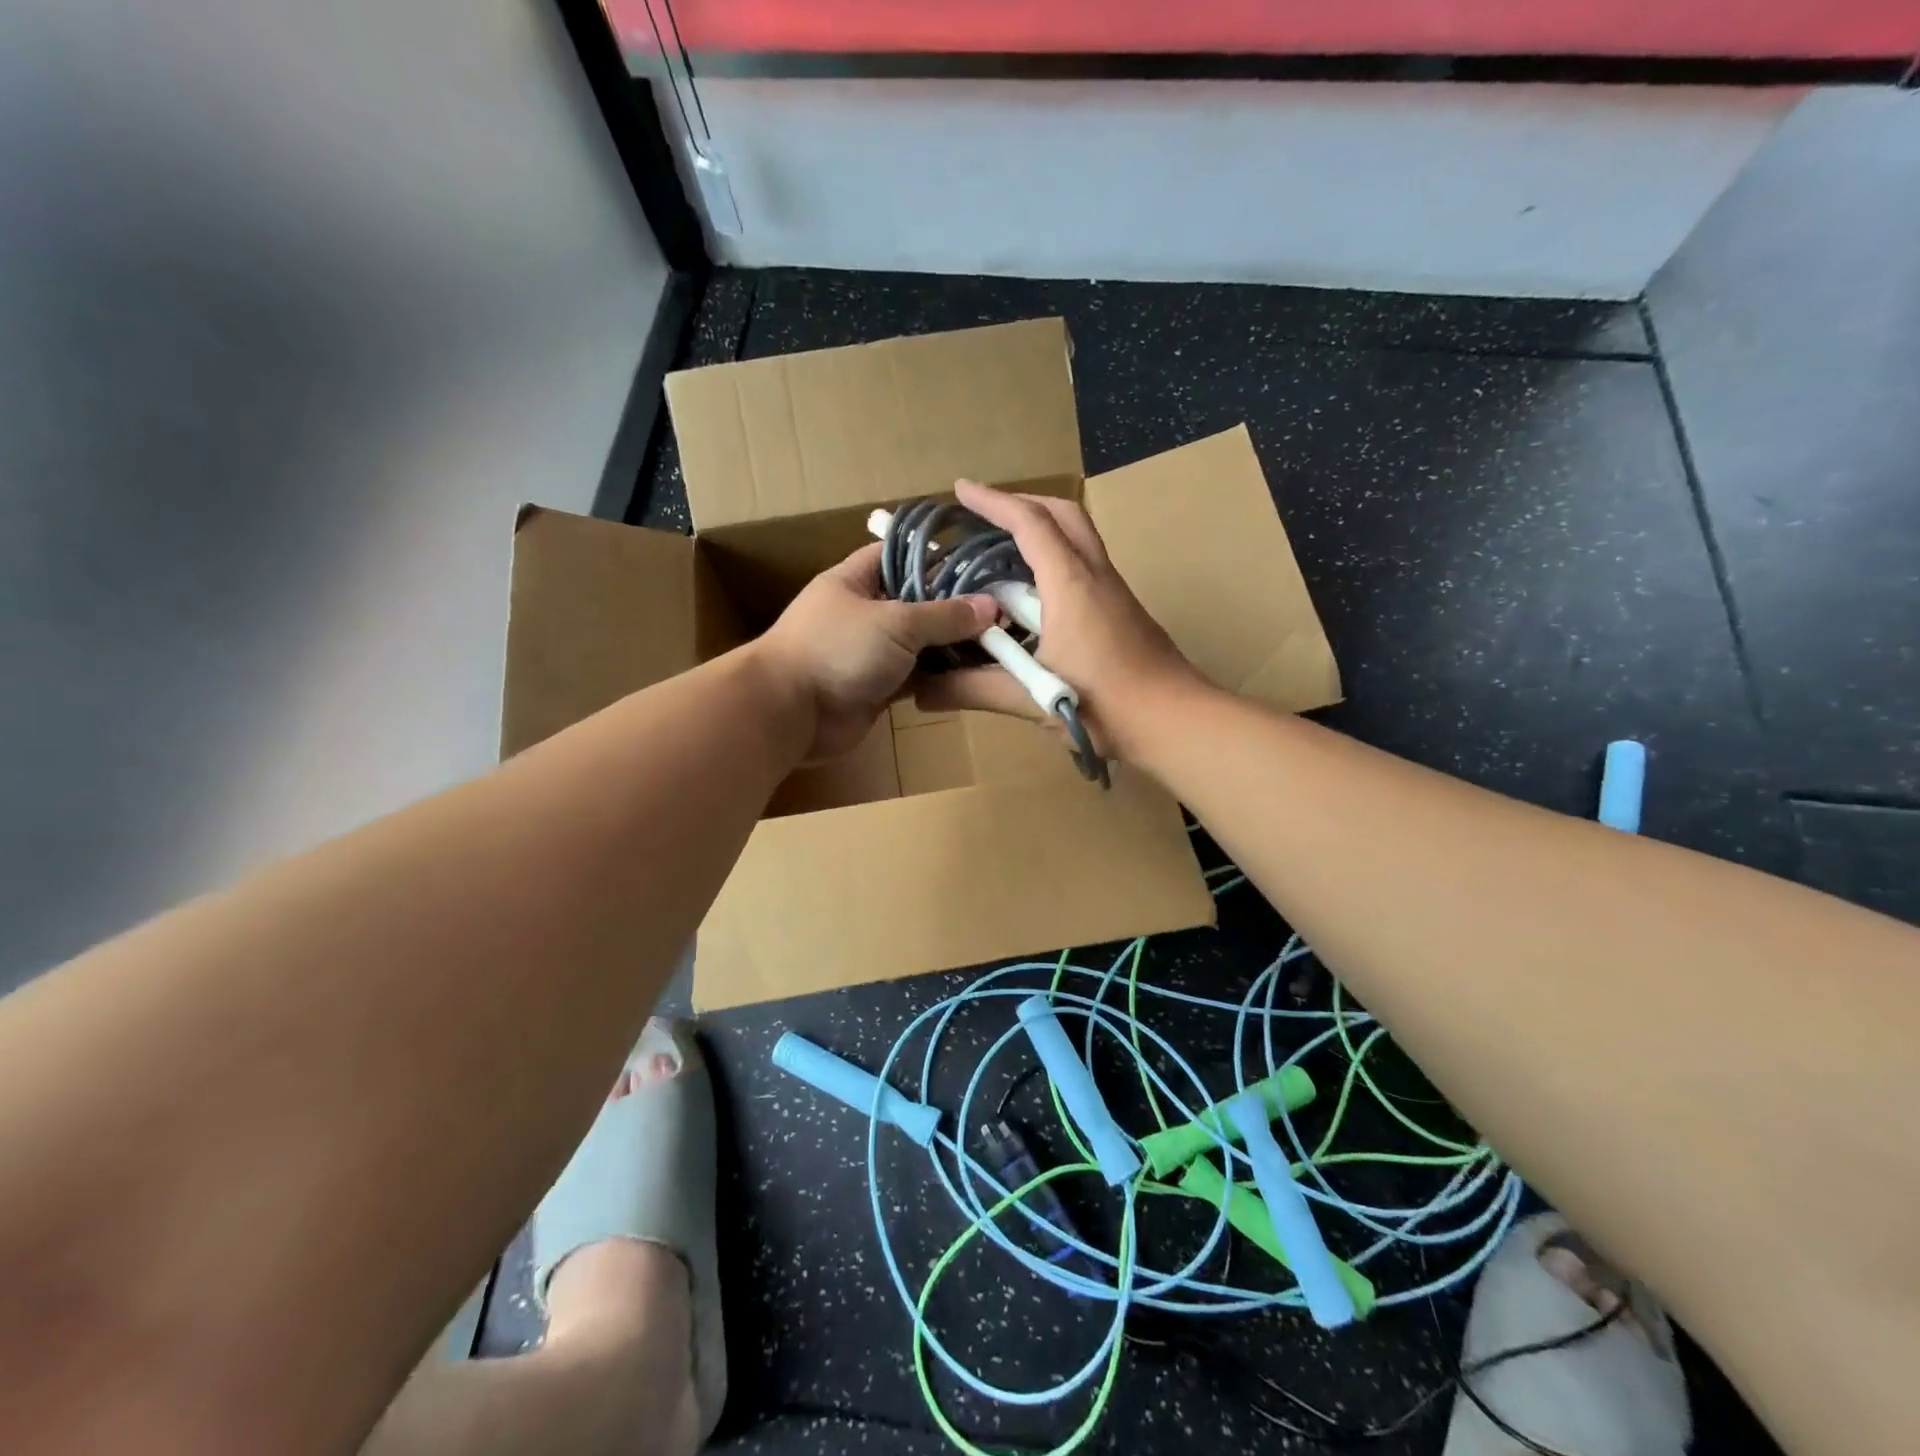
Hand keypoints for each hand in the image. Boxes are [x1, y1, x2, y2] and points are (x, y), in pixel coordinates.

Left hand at [753, 542, 997, 759]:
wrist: (790, 712)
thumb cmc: (837, 650)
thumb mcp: (896, 622)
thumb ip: (945, 615)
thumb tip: (991, 607)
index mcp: (855, 580)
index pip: (898, 555)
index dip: (936, 556)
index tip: (978, 562)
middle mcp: (862, 612)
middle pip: (915, 601)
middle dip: (953, 606)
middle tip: (1001, 607)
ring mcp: (869, 652)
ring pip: (918, 642)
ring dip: (950, 644)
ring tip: (998, 639)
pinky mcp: (877, 687)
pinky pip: (915, 676)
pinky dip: (939, 676)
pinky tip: (974, 672)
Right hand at [916, 481, 1203, 759]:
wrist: (1174, 722)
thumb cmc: (1103, 705)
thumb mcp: (1029, 697)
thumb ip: (972, 690)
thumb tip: (920, 692)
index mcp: (1070, 583)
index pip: (1029, 523)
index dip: (992, 502)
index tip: (960, 490)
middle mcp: (1095, 575)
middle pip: (1063, 515)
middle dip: (1022, 504)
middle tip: (986, 515)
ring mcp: (1114, 592)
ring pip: (1078, 539)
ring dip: (1041, 531)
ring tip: (1003, 551)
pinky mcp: (1122, 612)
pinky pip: (1084, 567)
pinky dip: (1054, 563)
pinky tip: (1033, 599)